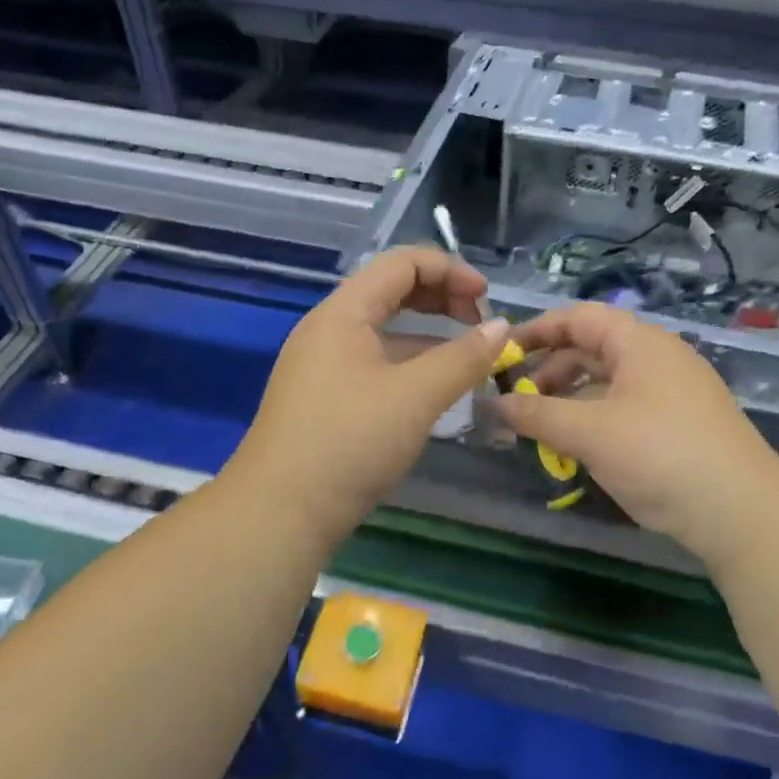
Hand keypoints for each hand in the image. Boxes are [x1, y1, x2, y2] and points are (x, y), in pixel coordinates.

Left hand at [229, 247, 510, 543]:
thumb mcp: (416, 396)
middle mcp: (328, 329)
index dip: (450, 271)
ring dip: (428, 334)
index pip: (402, 263)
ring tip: (467, 358)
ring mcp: (322, 365)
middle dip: (441, 298)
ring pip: (384, 330)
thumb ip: (464, 357)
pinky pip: (374, 362)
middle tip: (480, 324)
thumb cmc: (349, 442)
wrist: (278, 515)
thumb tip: (501, 327)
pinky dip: (409, 364)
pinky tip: (433, 390)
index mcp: (343, 312)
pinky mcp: (323, 398)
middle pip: (392, 291)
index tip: (487, 300)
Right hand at [500, 303, 778, 570]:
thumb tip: (493, 405)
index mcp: (639, 342)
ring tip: (543, 429)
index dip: (537, 330)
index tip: (502, 353)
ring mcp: (674, 391)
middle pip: (592, 349)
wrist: (741, 511)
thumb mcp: (588, 432)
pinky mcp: (682, 423)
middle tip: (518, 401)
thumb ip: (536, 415)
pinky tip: (581, 448)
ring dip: (571, 400)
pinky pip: (627, 407)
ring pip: (609, 382)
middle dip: (551, 372)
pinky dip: (596, 419)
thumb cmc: (658, 454)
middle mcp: (658, 357)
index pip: (578, 318)